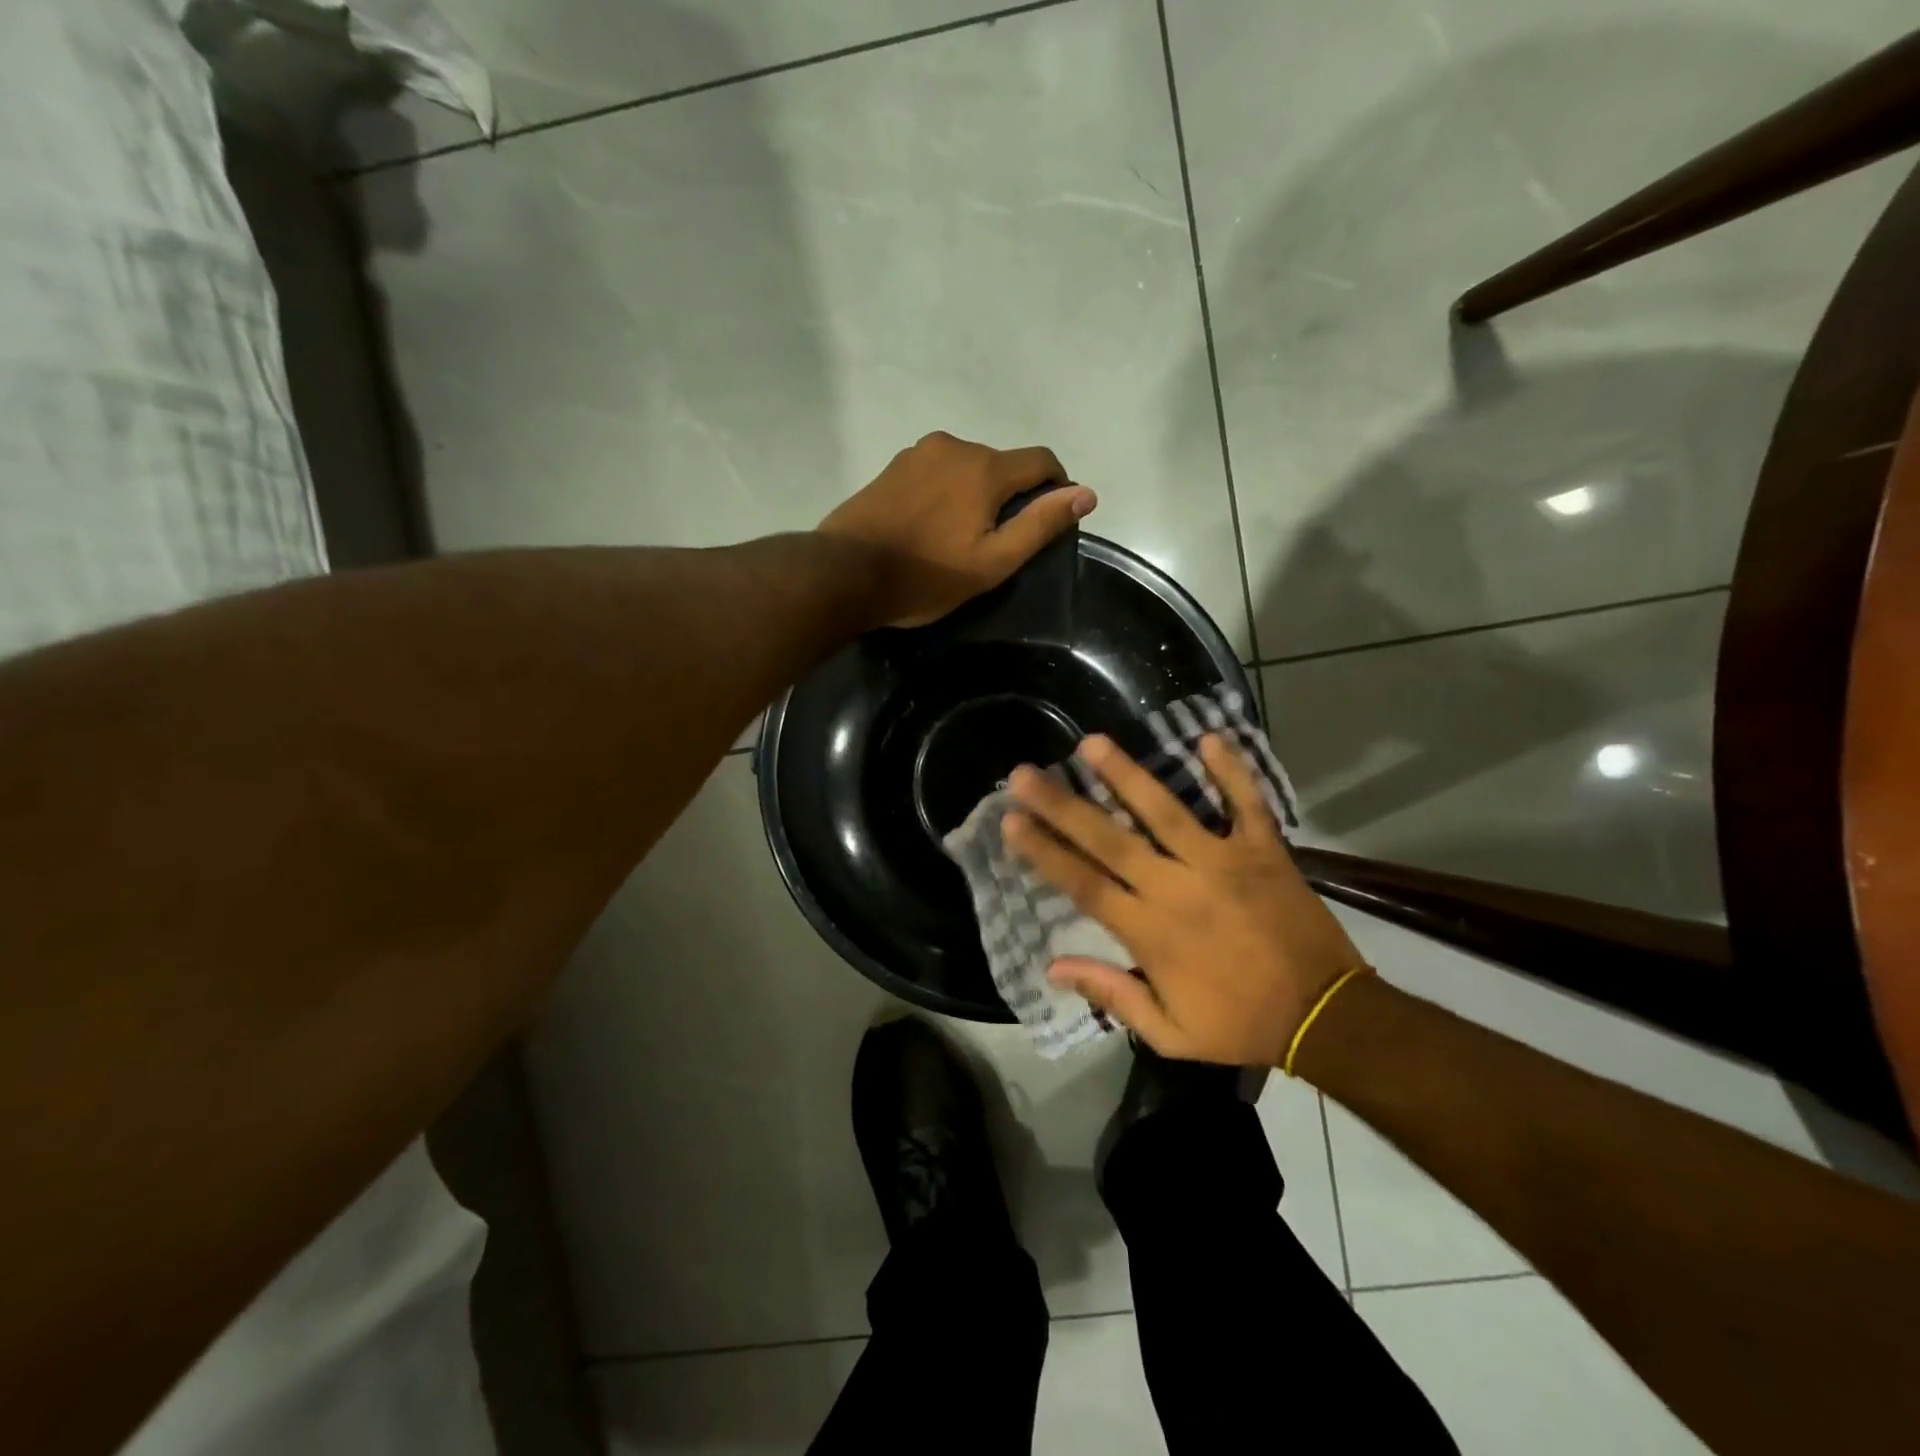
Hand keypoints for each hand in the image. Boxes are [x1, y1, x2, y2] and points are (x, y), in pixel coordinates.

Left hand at [817, 431, 1095, 627]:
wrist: (845, 573)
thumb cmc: (926, 576)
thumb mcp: (992, 562)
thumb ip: (1040, 525)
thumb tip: (1086, 493)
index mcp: (985, 467)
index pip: (1041, 461)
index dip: (1057, 487)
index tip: (1051, 518)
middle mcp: (954, 446)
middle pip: (1002, 464)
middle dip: (1011, 495)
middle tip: (997, 542)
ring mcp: (918, 453)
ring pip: (967, 466)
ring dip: (977, 493)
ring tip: (960, 537)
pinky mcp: (893, 466)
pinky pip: (937, 472)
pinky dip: (947, 492)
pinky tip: (931, 526)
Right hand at [1002, 734, 1367, 1065]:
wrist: (1325, 1016)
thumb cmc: (1240, 1024)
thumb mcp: (1170, 1033)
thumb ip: (1112, 994)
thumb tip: (1052, 967)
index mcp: (1150, 932)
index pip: (1084, 884)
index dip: (1044, 852)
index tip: (1011, 821)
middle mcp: (1176, 888)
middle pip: (1109, 840)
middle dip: (1063, 806)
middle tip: (1025, 774)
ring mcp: (1222, 863)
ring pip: (1166, 812)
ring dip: (1127, 775)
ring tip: (1092, 743)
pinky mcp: (1264, 851)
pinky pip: (1246, 804)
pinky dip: (1231, 772)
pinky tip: (1208, 738)